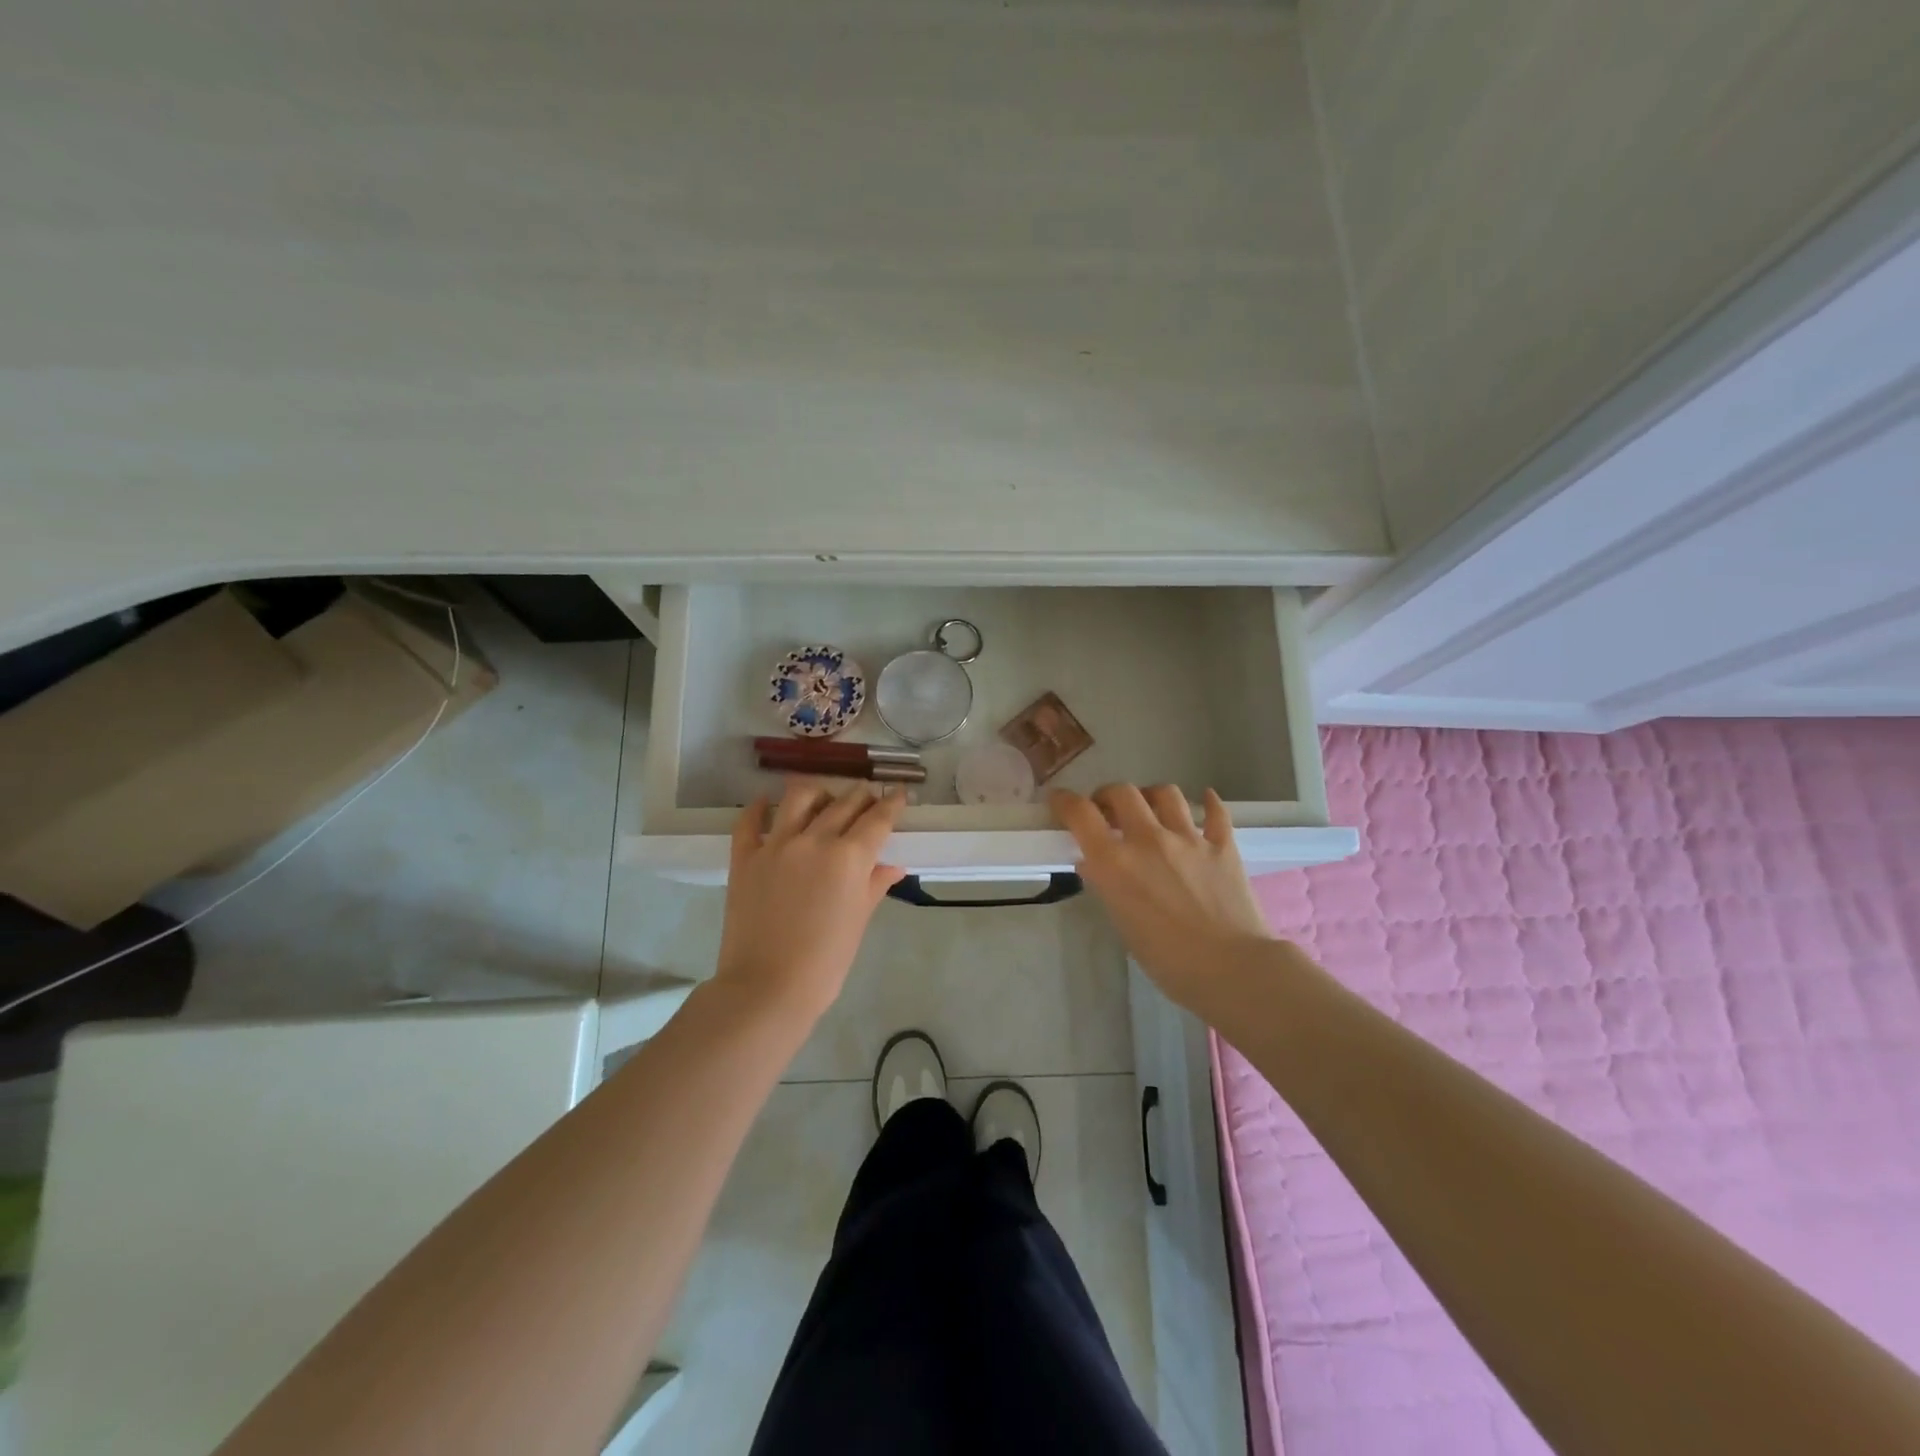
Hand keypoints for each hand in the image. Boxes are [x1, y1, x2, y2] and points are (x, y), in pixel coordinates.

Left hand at [715, 778, 907, 1020]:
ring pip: (799, 797)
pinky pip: (749, 821)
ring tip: (823, 797)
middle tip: (868, 798)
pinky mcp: (745, 857)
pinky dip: (759, 807)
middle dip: (861, 796)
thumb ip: (874, 885)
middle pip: (844, 803)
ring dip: (818, 792)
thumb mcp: (858, 921)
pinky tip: (766, 802)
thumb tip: (892, 866)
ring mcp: (776, 845)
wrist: (767, 987)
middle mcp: (814, 840)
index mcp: (849, 857)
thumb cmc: (825, 962)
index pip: (877, 819)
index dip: (892, 804)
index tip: (900, 794)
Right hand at [1052, 783, 1271, 1011]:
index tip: (1059, 800)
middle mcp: (1149, 839)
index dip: (1064, 801)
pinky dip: (1208, 804)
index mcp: (1115, 862)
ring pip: (1166, 794)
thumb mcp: (1123, 924)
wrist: (1231, 969)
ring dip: (1151, 796)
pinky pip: (1216, 813)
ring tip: (1149, 808)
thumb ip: (1108, 887)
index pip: (1080, 814)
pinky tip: (1204, 801)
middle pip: (1122, 792)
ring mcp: (1189, 839)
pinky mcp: (1223, 846)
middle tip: (1107, 810)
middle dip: (1108, 795)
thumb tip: (1095, 864)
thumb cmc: (1167, 960)